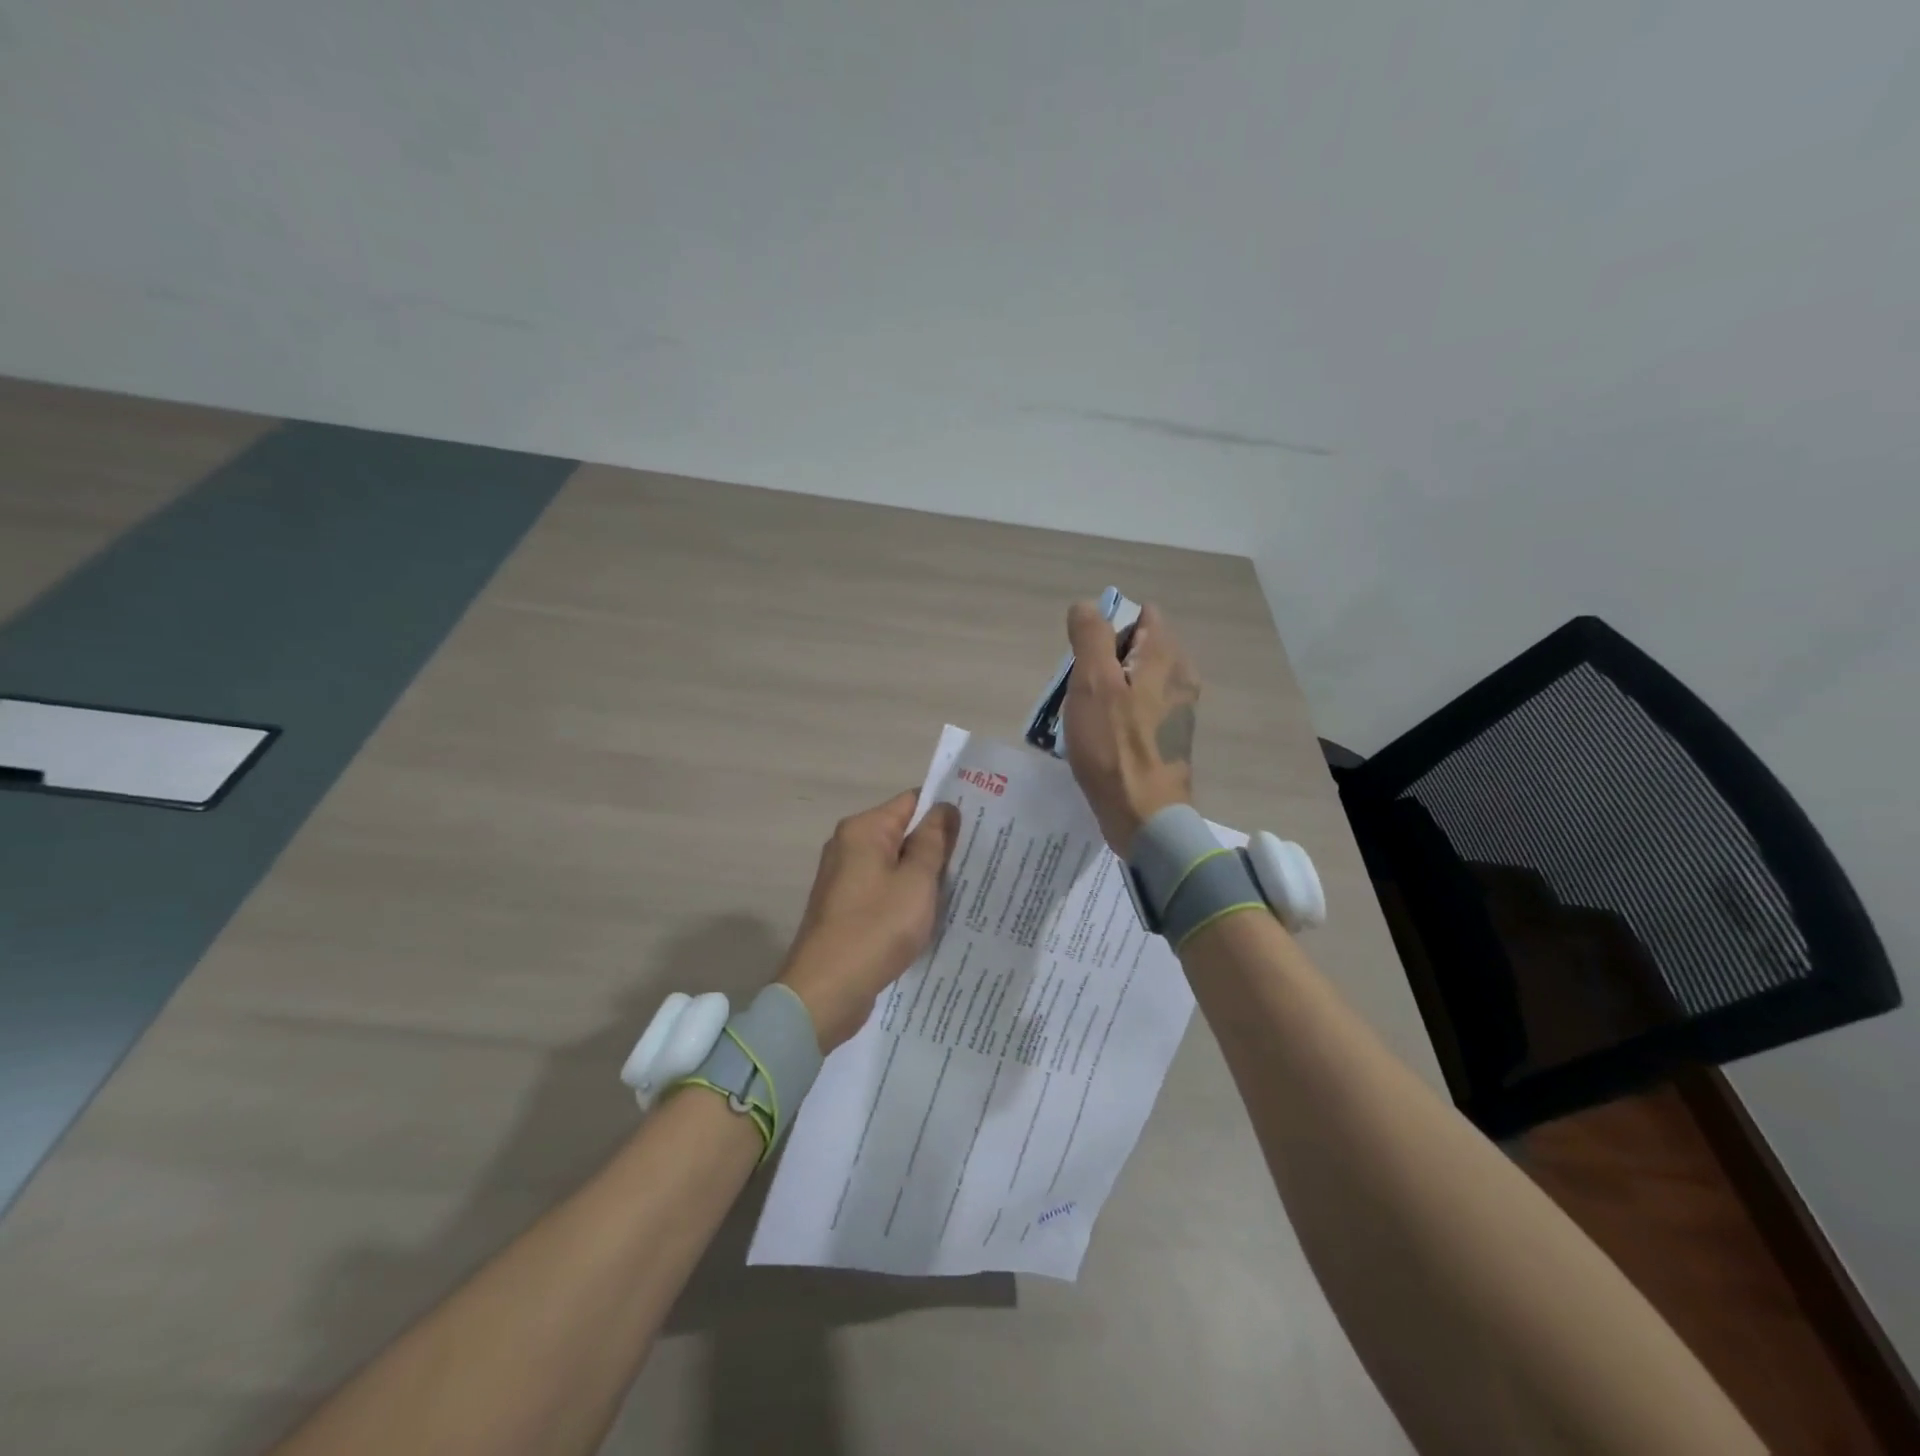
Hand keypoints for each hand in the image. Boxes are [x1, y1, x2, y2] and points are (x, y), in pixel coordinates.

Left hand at [777, 791, 962, 1051]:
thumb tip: (946, 808)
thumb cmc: (876, 928)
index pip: (912, 801)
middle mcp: (849, 846)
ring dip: (923, 874)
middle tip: (980, 856)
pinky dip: (906, 897)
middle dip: (938, 844)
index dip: (946, 810)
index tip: (981, 823)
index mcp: (863, 830)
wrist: (826, 991)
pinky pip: (884, 890)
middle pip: (902, 832)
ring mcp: (844, 878)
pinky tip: (933, 913)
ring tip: (965, 884)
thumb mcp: (916, 882)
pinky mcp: (846, 908)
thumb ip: (933, 841)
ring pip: (895, 864)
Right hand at [1063, 600, 1199, 855]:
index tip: (1088, 662)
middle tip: (1082, 693)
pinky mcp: (1169, 737)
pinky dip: (1118, 715)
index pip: (1142, 616)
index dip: (1109, 630)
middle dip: (1104, 663)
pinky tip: (1100, 740)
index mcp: (1166, 657)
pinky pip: (1138, 709)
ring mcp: (1178, 709)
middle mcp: (1181, 676)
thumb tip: (1086, 605)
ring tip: (1086, 719)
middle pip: (1137, 649)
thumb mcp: (1093, 683)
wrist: (1142, 815)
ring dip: (1107, 691)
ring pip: (1135, 681)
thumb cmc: (1113, 746)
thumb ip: (1090, 636)